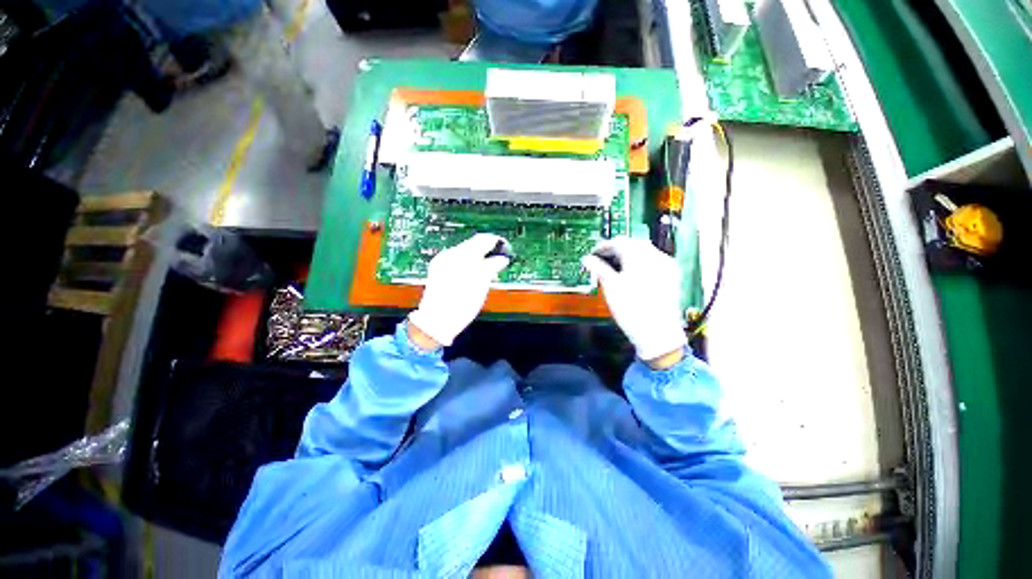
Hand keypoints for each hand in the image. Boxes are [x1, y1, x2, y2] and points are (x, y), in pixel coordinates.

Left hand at [408, 234, 510, 346]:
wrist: (437, 321)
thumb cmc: (460, 305)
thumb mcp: (481, 285)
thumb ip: (492, 267)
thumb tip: (502, 258)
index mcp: (461, 256)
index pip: (482, 240)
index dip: (496, 242)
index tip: (505, 247)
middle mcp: (450, 255)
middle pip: (473, 245)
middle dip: (487, 250)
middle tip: (499, 259)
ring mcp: (443, 261)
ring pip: (466, 252)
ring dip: (479, 257)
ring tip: (489, 268)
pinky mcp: (439, 269)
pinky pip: (458, 260)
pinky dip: (469, 263)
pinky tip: (474, 273)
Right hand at [582, 237, 686, 364]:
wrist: (658, 332)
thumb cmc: (631, 309)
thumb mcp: (610, 287)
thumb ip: (598, 269)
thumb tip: (586, 259)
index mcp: (639, 255)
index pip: (618, 242)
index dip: (603, 246)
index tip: (593, 253)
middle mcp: (656, 256)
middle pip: (633, 244)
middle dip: (617, 250)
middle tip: (603, 260)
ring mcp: (666, 266)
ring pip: (645, 252)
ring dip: (630, 255)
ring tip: (616, 268)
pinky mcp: (672, 276)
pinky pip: (654, 261)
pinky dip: (642, 263)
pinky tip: (634, 275)